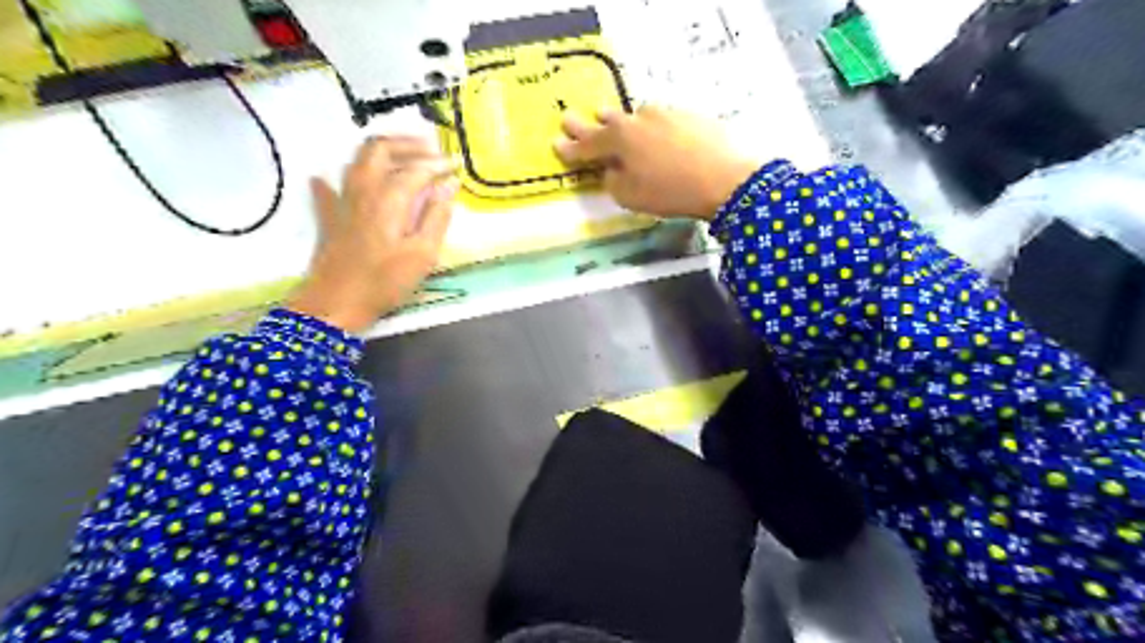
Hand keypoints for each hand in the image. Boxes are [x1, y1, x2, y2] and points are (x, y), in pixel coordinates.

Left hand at [289, 136, 459, 332]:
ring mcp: (342, 201)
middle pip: (380, 149)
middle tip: (430, 151)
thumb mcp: (423, 254)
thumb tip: (449, 186)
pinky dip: (339, 177)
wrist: (336, 303)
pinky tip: (336, 177)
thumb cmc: (385, 281)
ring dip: (382, 153)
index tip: (457, 165)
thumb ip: (437, 217)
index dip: (439, 164)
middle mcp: (363, 190)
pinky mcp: (330, 216)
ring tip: (403, 159)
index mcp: (390, 198)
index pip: (417, 169)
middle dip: (407, 144)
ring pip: (358, 161)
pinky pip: (330, 186)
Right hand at [555, 105, 757, 221]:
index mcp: (619, 139)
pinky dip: (654, 130)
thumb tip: (611, 171)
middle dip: (589, 124)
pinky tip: (660, 138)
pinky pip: (663, 121)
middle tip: (571, 119)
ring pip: (637, 118)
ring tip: (615, 124)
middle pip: (609, 122)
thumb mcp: (631, 196)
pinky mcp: (690, 115)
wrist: (726, 179)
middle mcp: (639, 118)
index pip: (588, 144)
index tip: (556, 142)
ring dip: (623, 123)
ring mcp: (666, 113)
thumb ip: (613, 182)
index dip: (570, 147)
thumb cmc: (670, 192)